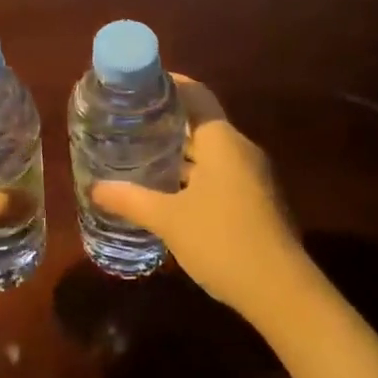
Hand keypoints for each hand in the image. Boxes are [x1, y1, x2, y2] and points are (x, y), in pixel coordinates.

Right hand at [91, 77, 306, 316]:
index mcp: (221, 140)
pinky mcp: (255, 201)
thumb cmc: (222, 241)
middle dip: (165, 122)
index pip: (194, 94)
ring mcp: (252, 176)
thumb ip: (131, 200)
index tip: (136, 87)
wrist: (281, 292)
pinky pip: (218, 174)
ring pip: (209, 152)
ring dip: (178, 153)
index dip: (167, 85)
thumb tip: (95, 188)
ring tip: (139, 154)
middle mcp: (240, 149)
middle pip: (199, 122)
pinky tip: (167, 191)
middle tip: (127, 123)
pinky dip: (192, 174)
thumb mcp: (169, 220)